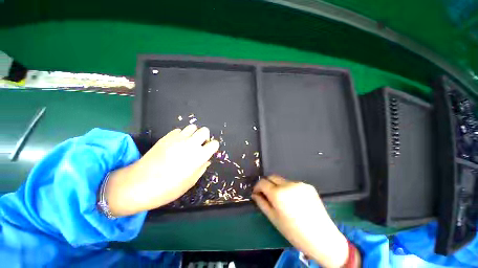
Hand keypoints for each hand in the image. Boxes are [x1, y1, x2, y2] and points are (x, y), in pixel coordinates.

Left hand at [105, 125, 218, 216]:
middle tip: (199, 145)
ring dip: (193, 134)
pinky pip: (179, 131)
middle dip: (205, 137)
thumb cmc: (168, 188)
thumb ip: (201, 168)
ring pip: (192, 127)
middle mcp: (191, 144)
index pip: (214, 144)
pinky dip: (181, 135)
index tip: (209, 151)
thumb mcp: (190, 182)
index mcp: (199, 156)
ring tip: (188, 143)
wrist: (139, 184)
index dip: (213, 147)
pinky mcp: (166, 137)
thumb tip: (206, 160)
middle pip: (205, 130)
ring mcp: (178, 139)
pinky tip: (176, 144)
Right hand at [252, 176, 351, 267]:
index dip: (257, 187)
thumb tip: (255, 194)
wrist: (322, 238)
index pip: (262, 182)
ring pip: (282, 180)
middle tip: (268, 195)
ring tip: (283, 200)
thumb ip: (262, 203)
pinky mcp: (308, 185)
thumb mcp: (273, 218)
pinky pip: (293, 184)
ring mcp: (299, 183)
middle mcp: (288, 184)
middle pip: (272, 177)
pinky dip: (289, 189)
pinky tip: (294, 201)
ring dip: (278, 187)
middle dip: (267, 184)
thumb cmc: (294, 232)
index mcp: (278, 193)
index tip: (257, 193)